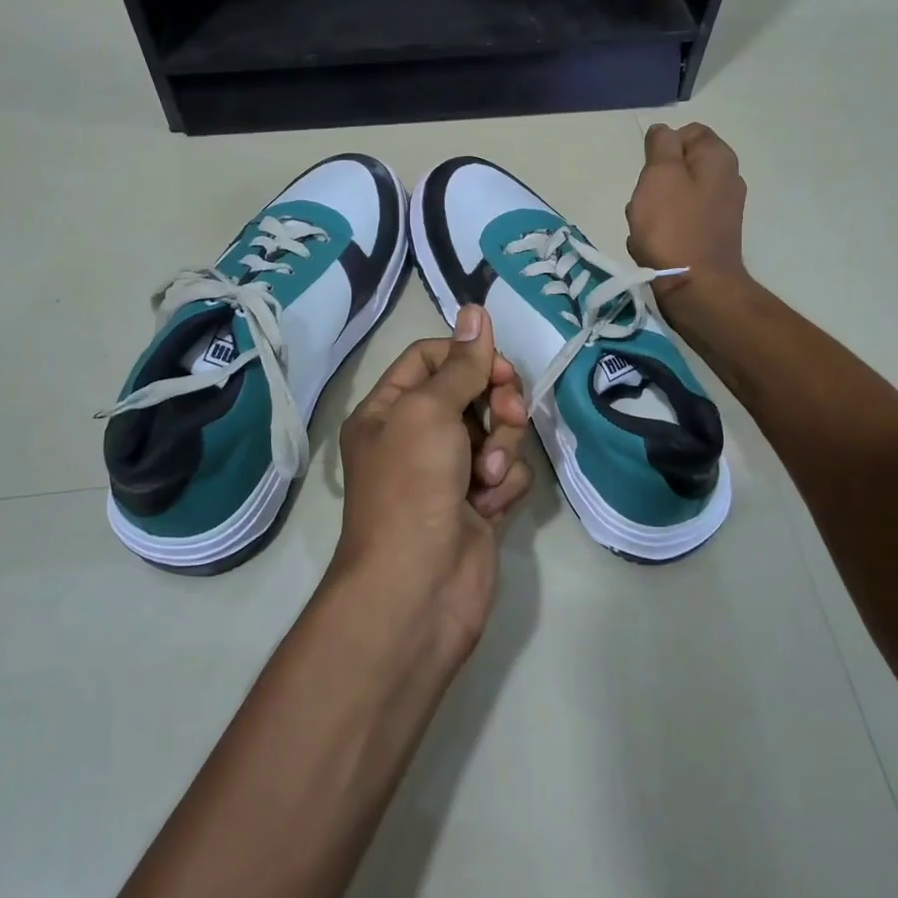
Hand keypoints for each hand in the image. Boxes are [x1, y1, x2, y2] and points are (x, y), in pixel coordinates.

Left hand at [333, 304, 532, 659]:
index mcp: (390, 409)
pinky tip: (489, 507)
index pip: (432, 357)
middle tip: (508, 418)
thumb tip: (475, 309)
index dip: (469, 356)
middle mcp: (417, 436)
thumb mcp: (430, 411)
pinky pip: (507, 471)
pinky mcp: (479, 502)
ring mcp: (449, 471)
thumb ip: (462, 363)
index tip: (499, 368)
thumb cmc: (412, 486)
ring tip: (485, 478)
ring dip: (501, 449)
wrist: (419, 587)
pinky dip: (504, 484)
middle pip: (472, 391)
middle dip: (497, 403)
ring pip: (497, 431)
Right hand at [626, 122, 749, 296]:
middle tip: (645, 201)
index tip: (649, 170)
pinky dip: (663, 231)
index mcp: (718, 158)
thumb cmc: (673, 226)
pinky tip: (654, 246)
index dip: (662, 147)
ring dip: (654, 209)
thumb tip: (663, 131)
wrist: (695, 287)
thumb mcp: (659, 174)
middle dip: (655, 181)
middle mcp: (727, 179)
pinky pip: (679, 223)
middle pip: (680, 166)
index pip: (688, 132)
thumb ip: (661, 145)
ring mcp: (721, 211)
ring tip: (645, 229)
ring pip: (675, 196)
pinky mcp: (711, 237)